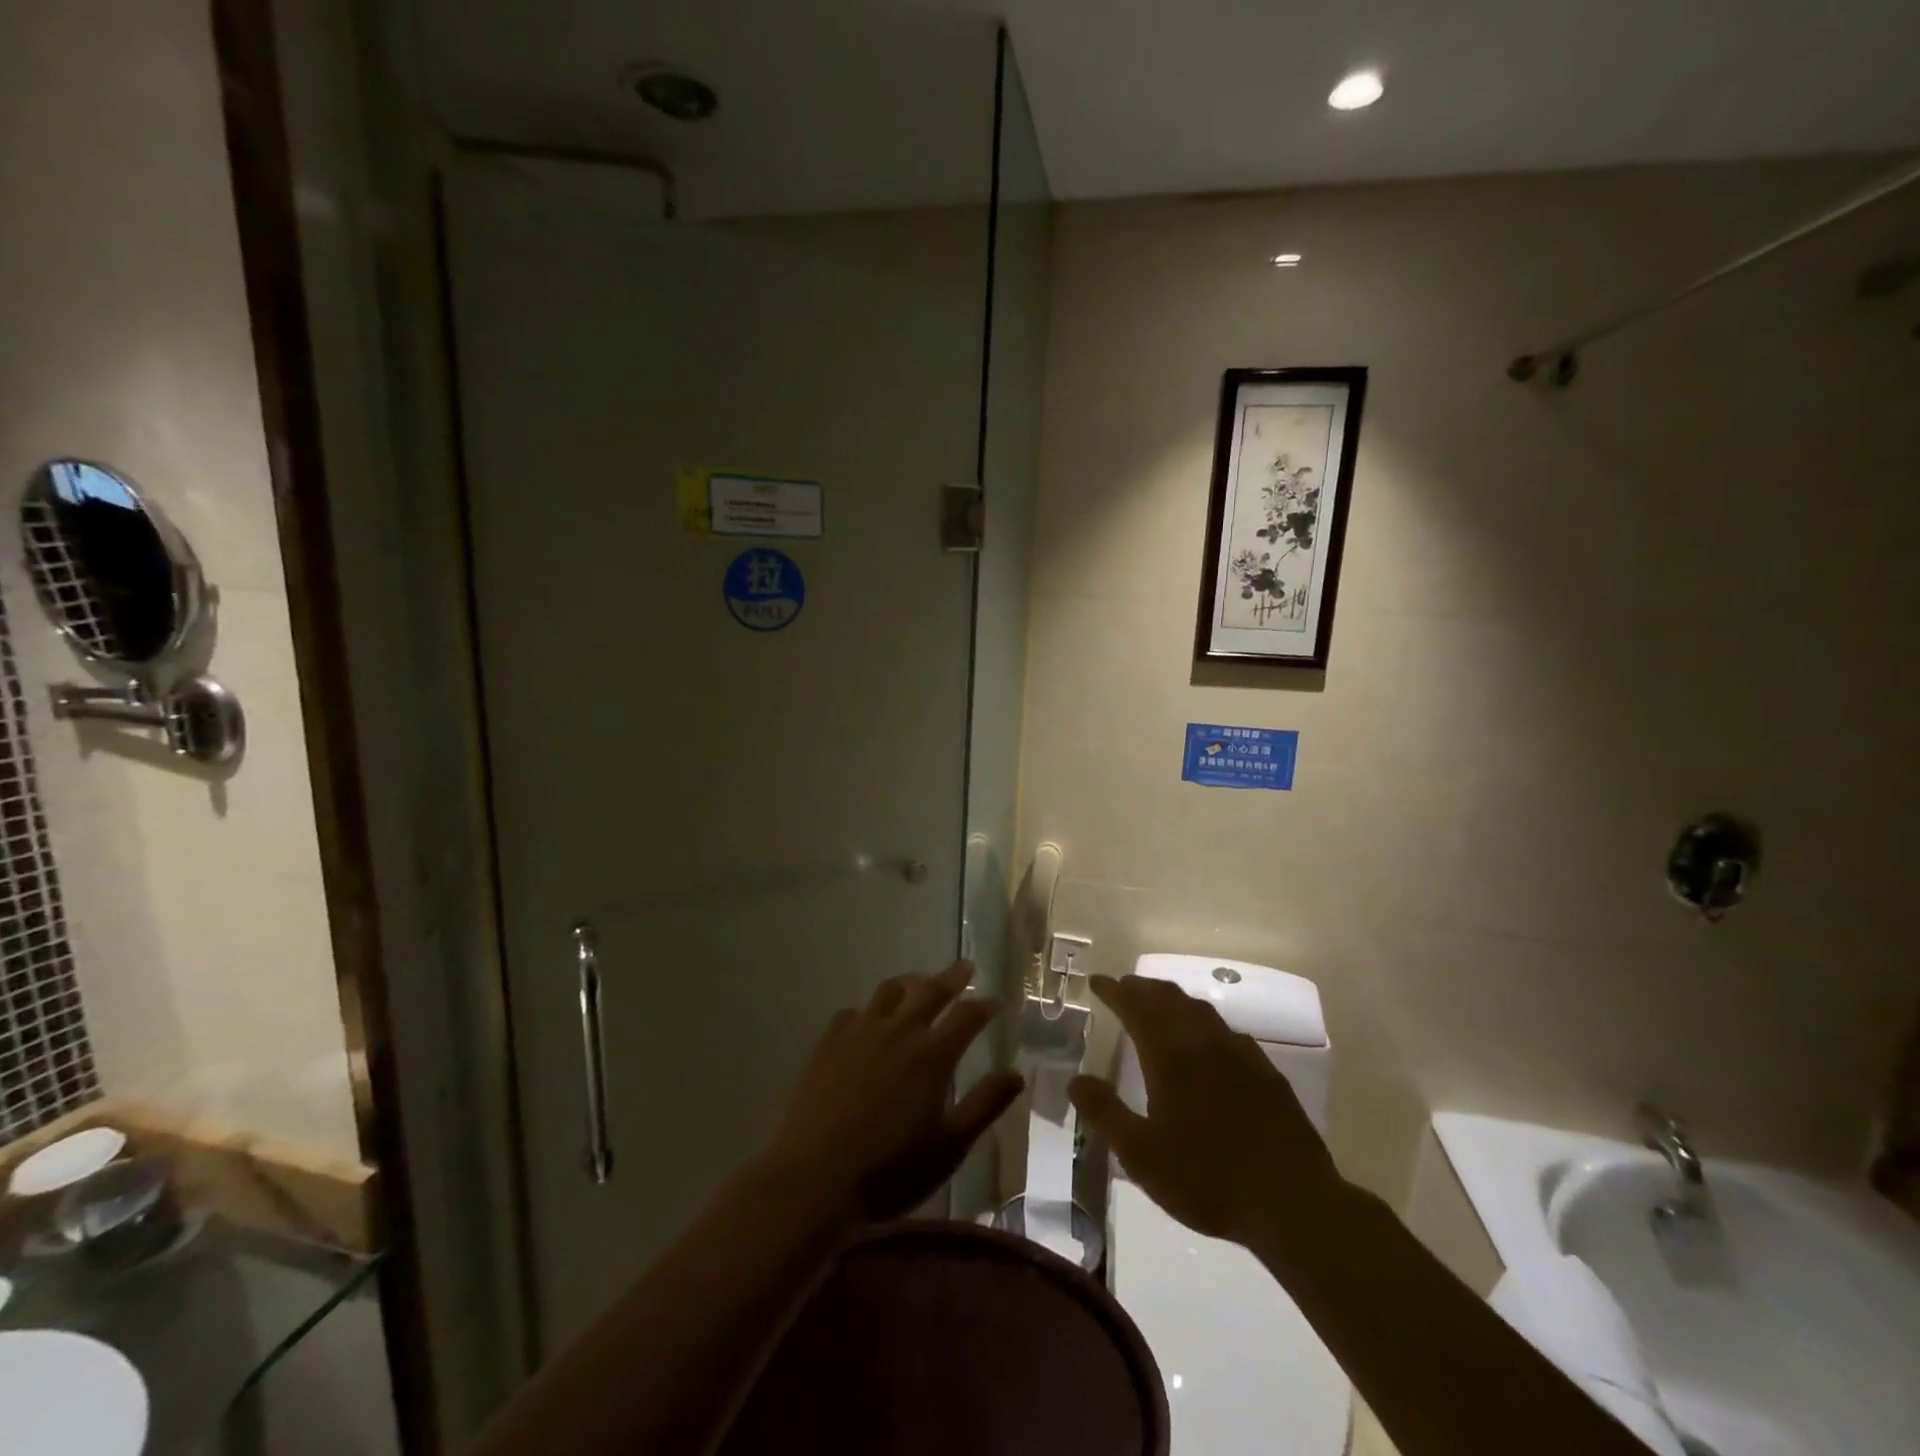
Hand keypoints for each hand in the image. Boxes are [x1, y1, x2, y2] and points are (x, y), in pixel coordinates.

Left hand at [764, 960, 1024, 1223]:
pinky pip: (851, 1012)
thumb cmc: (890, 1170)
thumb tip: (1017, 1073)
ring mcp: (859, 1033)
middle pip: (930, 991)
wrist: (814, 1179)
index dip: (984, 1006)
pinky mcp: (828, 1043)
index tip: (995, 1001)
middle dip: (952, 977)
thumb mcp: (949, 1146)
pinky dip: (867, 1011)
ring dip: (910, 982)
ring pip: (889, 992)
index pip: (966, 1016)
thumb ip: (984, 1105)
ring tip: (918, 983)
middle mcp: (898, 1032)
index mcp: (932, 1055)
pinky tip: (867, 1020)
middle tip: (965, 967)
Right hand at [1069, 974, 1346, 1248]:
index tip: (1097, 982)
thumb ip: (1105, 1113)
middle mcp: (1204, 1042)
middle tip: (1124, 987)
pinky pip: (1226, 1030)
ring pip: (1200, 1009)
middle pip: (1169, 999)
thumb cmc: (1208, 1179)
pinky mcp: (1266, 1072)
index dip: (1115, 991)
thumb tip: (1075, 1080)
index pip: (1136, 1007)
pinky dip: (1203, 1022)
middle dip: (1142, 988)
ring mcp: (1240, 1053)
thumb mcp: (1141, 1156)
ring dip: (1172, 999)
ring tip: (1158, 1003)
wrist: (1293, 1203)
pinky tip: (1207, 1040)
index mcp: (1171, 1056)